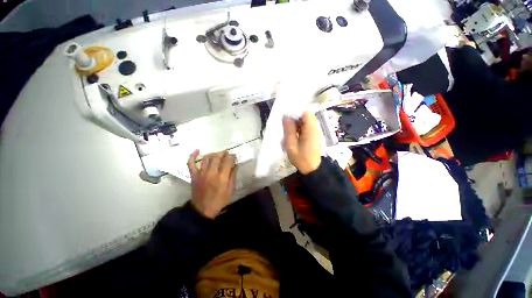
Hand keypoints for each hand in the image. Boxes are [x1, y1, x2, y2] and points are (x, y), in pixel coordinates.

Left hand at [187, 150, 236, 218]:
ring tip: (217, 154)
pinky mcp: (193, 175)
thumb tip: (235, 165)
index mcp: (222, 177)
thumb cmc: (219, 200)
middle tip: (226, 153)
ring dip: (213, 154)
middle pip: (217, 157)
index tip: (233, 156)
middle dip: (223, 153)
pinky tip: (197, 150)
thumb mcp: (230, 190)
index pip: (227, 161)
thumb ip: (232, 176)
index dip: (231, 157)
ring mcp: (201, 173)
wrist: (202, 209)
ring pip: (207, 158)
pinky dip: (192, 156)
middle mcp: (211, 173)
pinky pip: (191, 163)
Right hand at [283, 111, 321, 174]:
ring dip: (296, 124)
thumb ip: (289, 130)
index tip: (286, 117)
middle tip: (286, 126)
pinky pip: (305, 127)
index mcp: (310, 130)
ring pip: (304, 121)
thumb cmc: (301, 158)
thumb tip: (285, 117)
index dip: (296, 113)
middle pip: (305, 116)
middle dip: (295, 118)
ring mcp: (314, 132)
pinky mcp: (312, 135)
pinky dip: (298, 128)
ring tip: (288, 131)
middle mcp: (314, 128)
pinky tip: (293, 135)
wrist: (311, 168)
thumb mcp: (291, 145)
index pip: (306, 113)